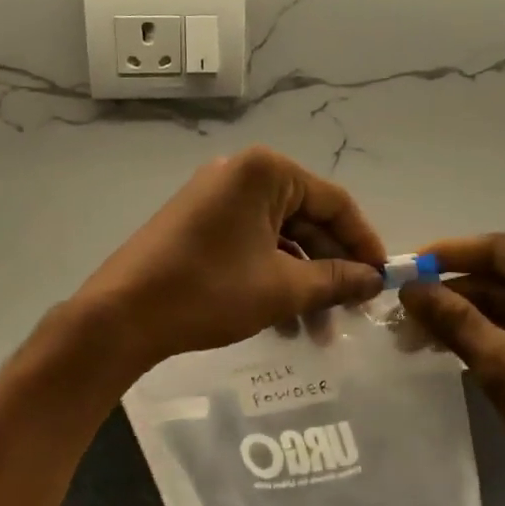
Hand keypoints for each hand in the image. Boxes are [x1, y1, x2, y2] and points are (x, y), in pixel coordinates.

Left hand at [72, 146, 385, 375]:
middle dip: (332, 270)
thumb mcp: (283, 288)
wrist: (122, 315)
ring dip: (304, 282)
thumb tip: (375, 281)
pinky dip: (273, 277)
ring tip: (318, 332)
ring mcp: (217, 198)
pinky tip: (285, 322)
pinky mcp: (200, 223)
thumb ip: (336, 280)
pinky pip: (252, 244)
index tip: (382, 280)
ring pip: (280, 238)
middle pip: (307, 220)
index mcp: (266, 172)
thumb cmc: (209, 291)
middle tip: (352, 312)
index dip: (364, 243)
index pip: (335, 202)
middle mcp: (243, 174)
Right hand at [399, 234, 504, 505]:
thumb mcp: (503, 368)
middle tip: (400, 312)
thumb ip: (455, 320)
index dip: (447, 255)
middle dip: (452, 292)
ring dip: (464, 317)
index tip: (401, 269)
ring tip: (413, 335)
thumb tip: (409, 288)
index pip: (501, 250)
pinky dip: (487, 336)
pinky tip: (448, 348)